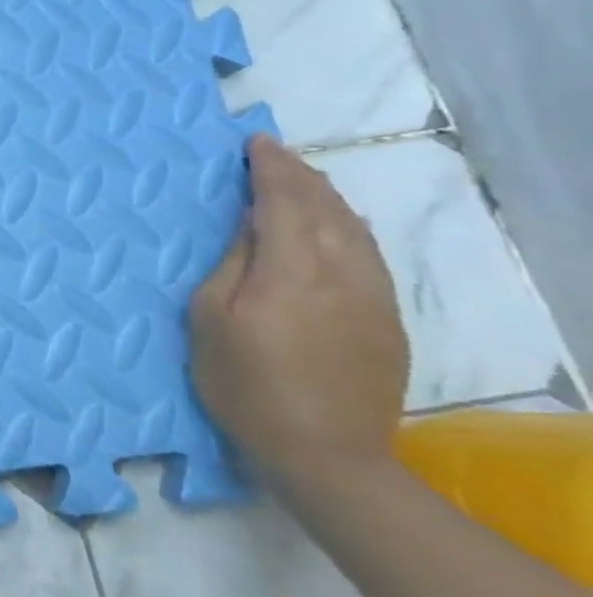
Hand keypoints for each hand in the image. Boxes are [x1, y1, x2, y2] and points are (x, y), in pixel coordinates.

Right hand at [190, 135, 408, 488]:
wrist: (325, 453)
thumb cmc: (244, 384)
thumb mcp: (210, 320)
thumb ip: (233, 264)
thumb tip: (252, 225)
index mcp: (291, 270)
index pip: (284, 201)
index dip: (270, 168)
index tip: (255, 143)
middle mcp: (341, 272)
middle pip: (325, 208)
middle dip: (299, 175)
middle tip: (274, 154)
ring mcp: (372, 296)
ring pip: (354, 229)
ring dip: (326, 197)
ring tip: (302, 181)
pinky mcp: (386, 319)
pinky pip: (367, 254)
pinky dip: (346, 227)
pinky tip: (334, 226)